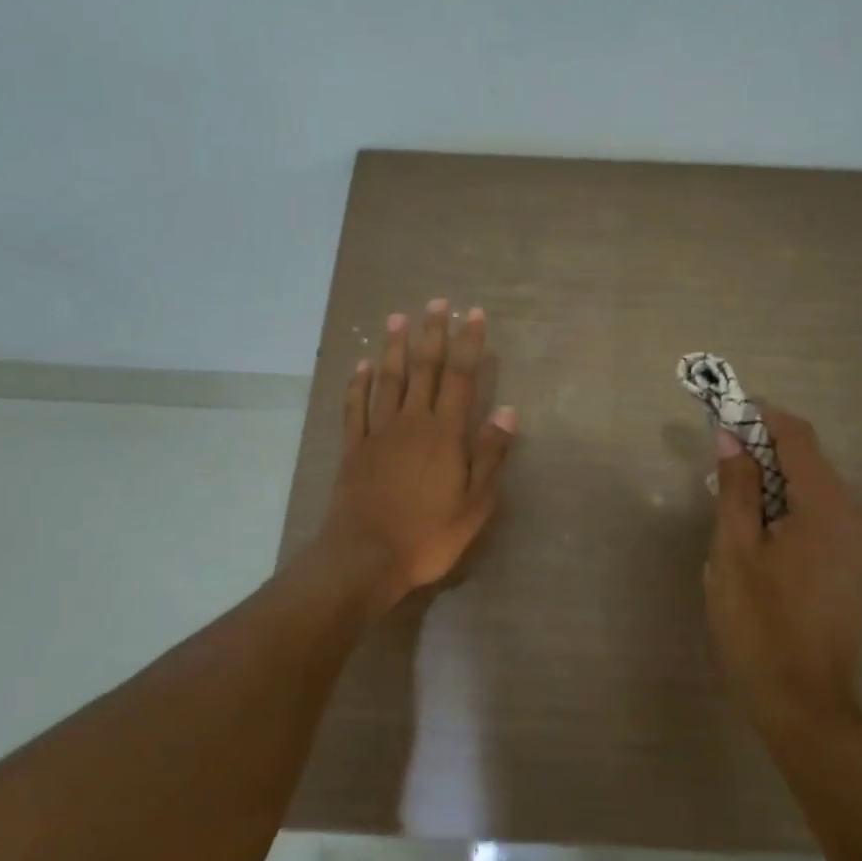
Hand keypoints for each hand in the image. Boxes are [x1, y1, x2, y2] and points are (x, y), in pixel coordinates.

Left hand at [315, 299, 515, 610]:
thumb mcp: (474, 503)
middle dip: (432, 334)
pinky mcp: (354, 448)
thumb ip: (490, 454)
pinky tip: (361, 365)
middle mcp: (412, 423)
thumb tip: (508, 411)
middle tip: (436, 302)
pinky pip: (355, 407)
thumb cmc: (428, 535)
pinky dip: (358, 383)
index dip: (469, 345)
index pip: (461, 379)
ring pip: (388, 380)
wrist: (365, 557)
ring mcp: (378, 433)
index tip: (474, 315)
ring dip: (394, 347)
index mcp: (445, 434)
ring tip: (397, 318)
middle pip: (423, 369)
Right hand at [703, 408, 861, 735]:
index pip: (797, 435)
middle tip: (718, 474)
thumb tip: (731, 438)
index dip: (760, 418)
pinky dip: (789, 513)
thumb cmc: (760, 625)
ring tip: (732, 513)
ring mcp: (861, 545)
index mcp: (826, 506)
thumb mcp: (734, 551)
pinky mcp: (856, 569)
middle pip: (808, 462)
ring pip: (813, 492)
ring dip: (772, 487)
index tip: (723, 421)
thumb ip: (736, 488)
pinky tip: (760, 543)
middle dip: (762, 455)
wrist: (805, 706)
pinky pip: (822, 520)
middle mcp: (855, 517)